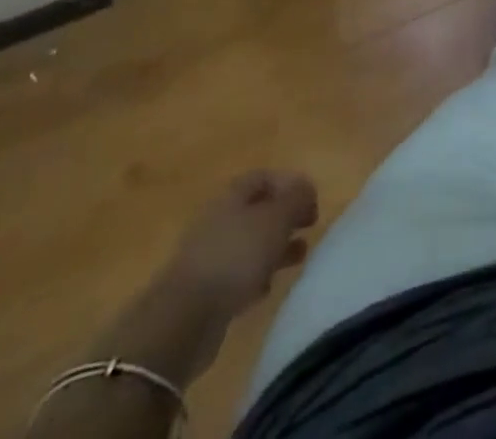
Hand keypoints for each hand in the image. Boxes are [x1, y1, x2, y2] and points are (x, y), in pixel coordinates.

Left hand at [160, 170, 318, 321]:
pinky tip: (267, 288)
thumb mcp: (276, 219)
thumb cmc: (236, 256)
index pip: (264, 177)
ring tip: (299, 257)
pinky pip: (237, 275)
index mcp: (232, 196)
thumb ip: (296, 199)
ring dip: (275, 248)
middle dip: (285, 217)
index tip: (312, 201)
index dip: (290, 184)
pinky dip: (256, 277)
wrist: (184, 319)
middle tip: (309, 227)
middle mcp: (218, 220)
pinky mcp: (205, 291)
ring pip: (250, 244)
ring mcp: (208, 256)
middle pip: (257, 210)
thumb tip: (307, 189)